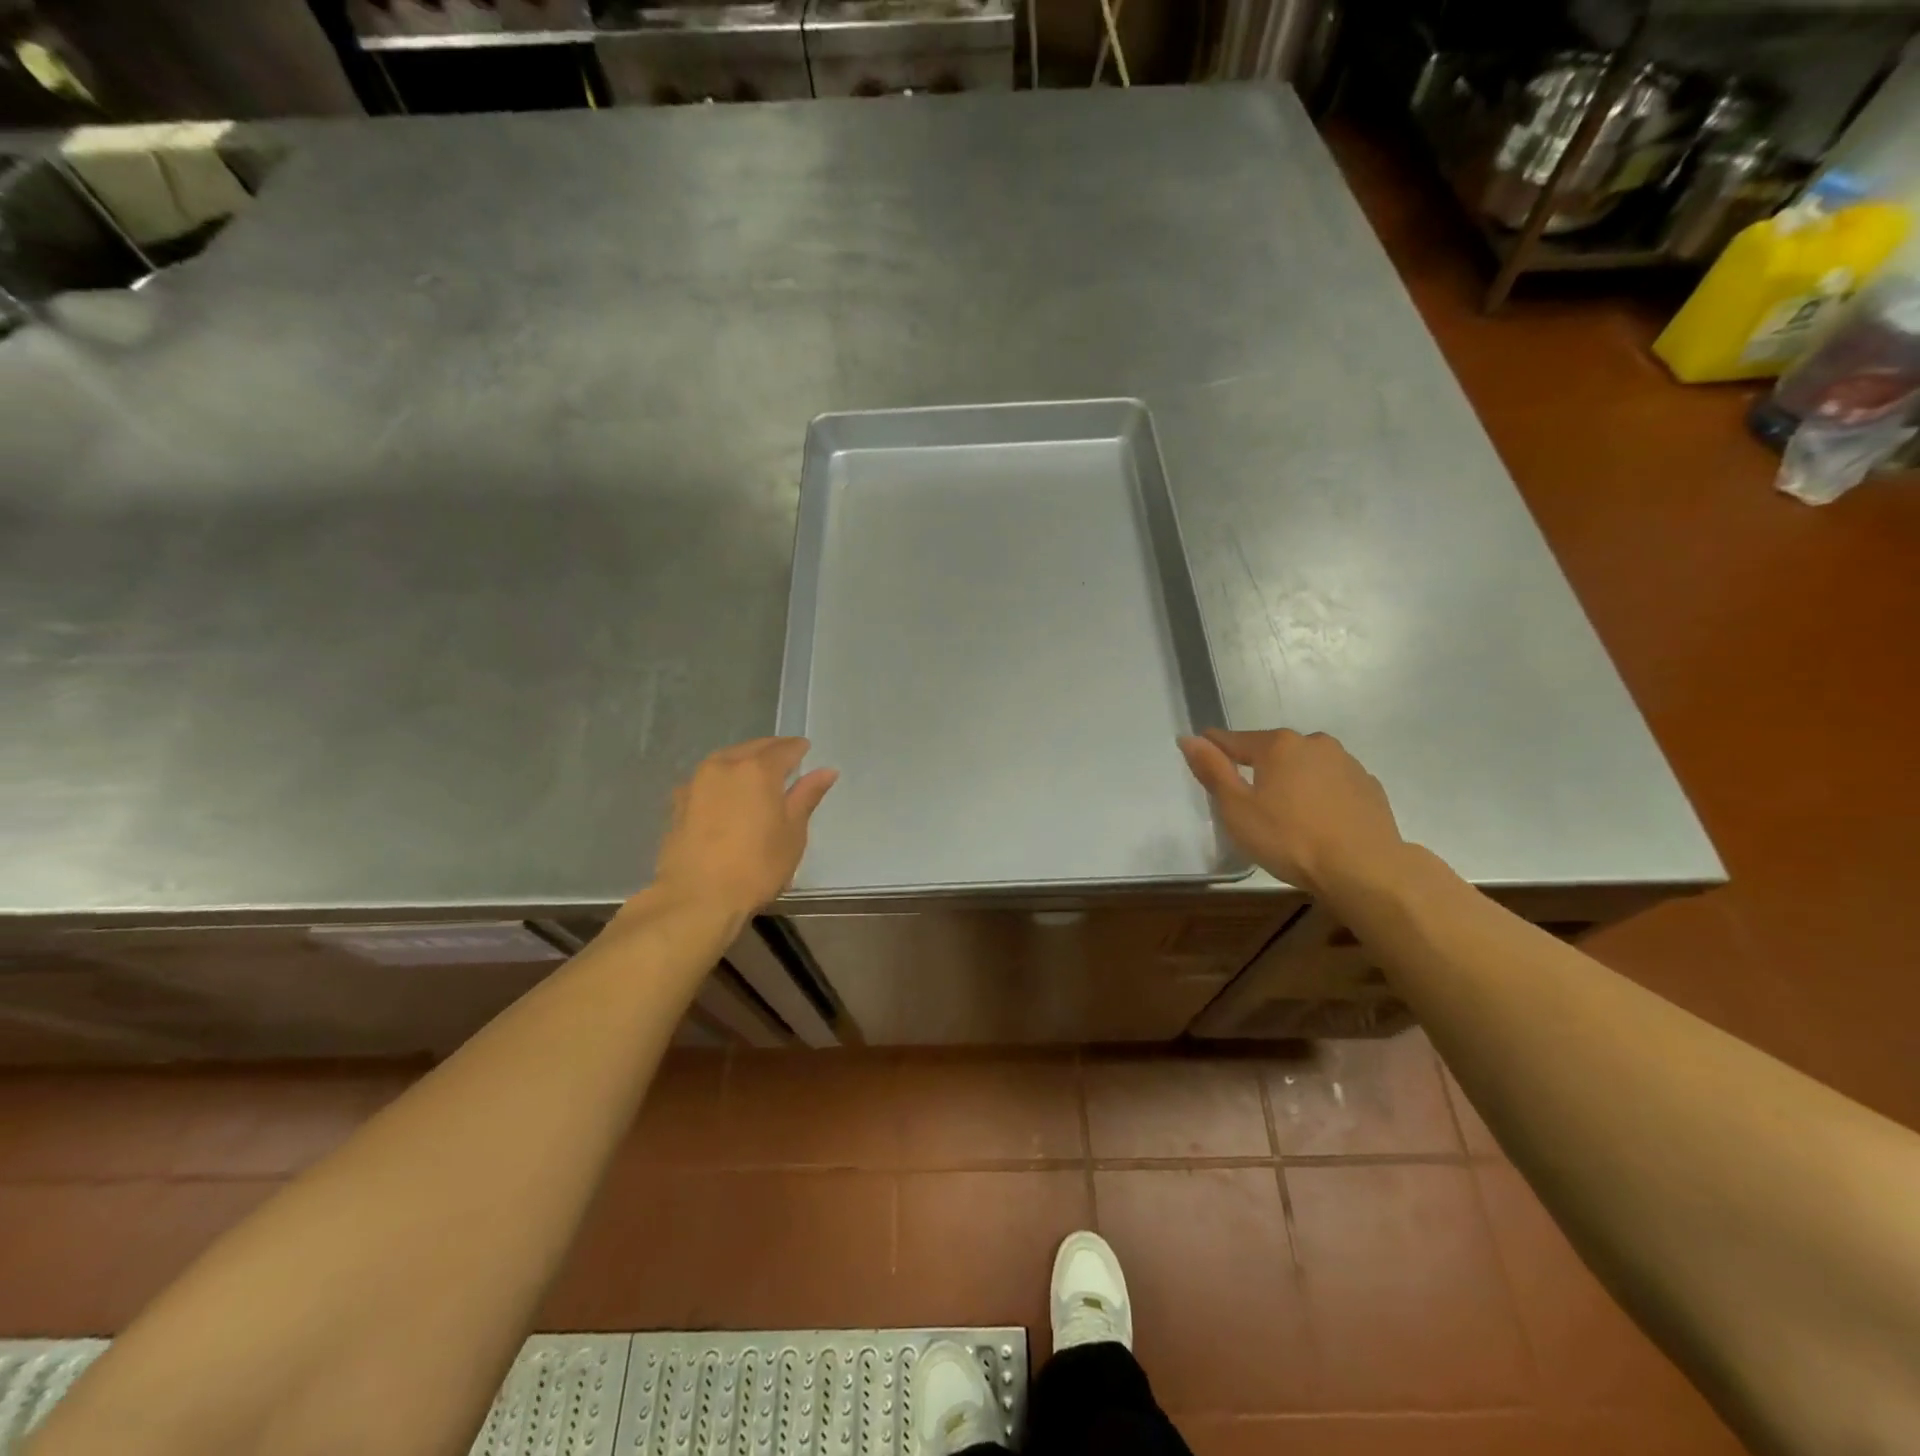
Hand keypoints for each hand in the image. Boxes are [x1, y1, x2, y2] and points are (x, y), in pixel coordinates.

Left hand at [651, 737, 838, 918]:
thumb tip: (826, 771)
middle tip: (785, 762)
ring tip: (757, 778)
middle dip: (771, 751)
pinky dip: (722, 781)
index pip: (784, 748)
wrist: (697, 898)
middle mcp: (724, 766)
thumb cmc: (756, 866)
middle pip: (752, 749)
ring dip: (744, 762)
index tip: (806, 752)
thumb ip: (806, 796)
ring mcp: (696, 782)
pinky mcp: (678, 802)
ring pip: (726, 760)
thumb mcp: (793, 833)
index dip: (798, 749)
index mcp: (757, 769)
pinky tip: (727, 797)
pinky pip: (707, 780)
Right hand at [1179, 728, 1403, 892]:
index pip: (1235, 740)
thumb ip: (1212, 770)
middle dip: (1257, 767)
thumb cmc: (1290, 839)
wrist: (1365, 870)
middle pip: (1273, 751)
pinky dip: (1319, 794)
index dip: (1214, 747)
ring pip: (1306, 766)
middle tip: (1246, 797)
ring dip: (1291, 780)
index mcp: (1278, 745)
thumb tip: (1189, 738)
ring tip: (1284, 811)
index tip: (1201, 752)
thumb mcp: (1237, 809)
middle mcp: (1314, 744)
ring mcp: (1347, 764)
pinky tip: (1317, 819)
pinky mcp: (1369, 787)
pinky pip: (1332, 784)